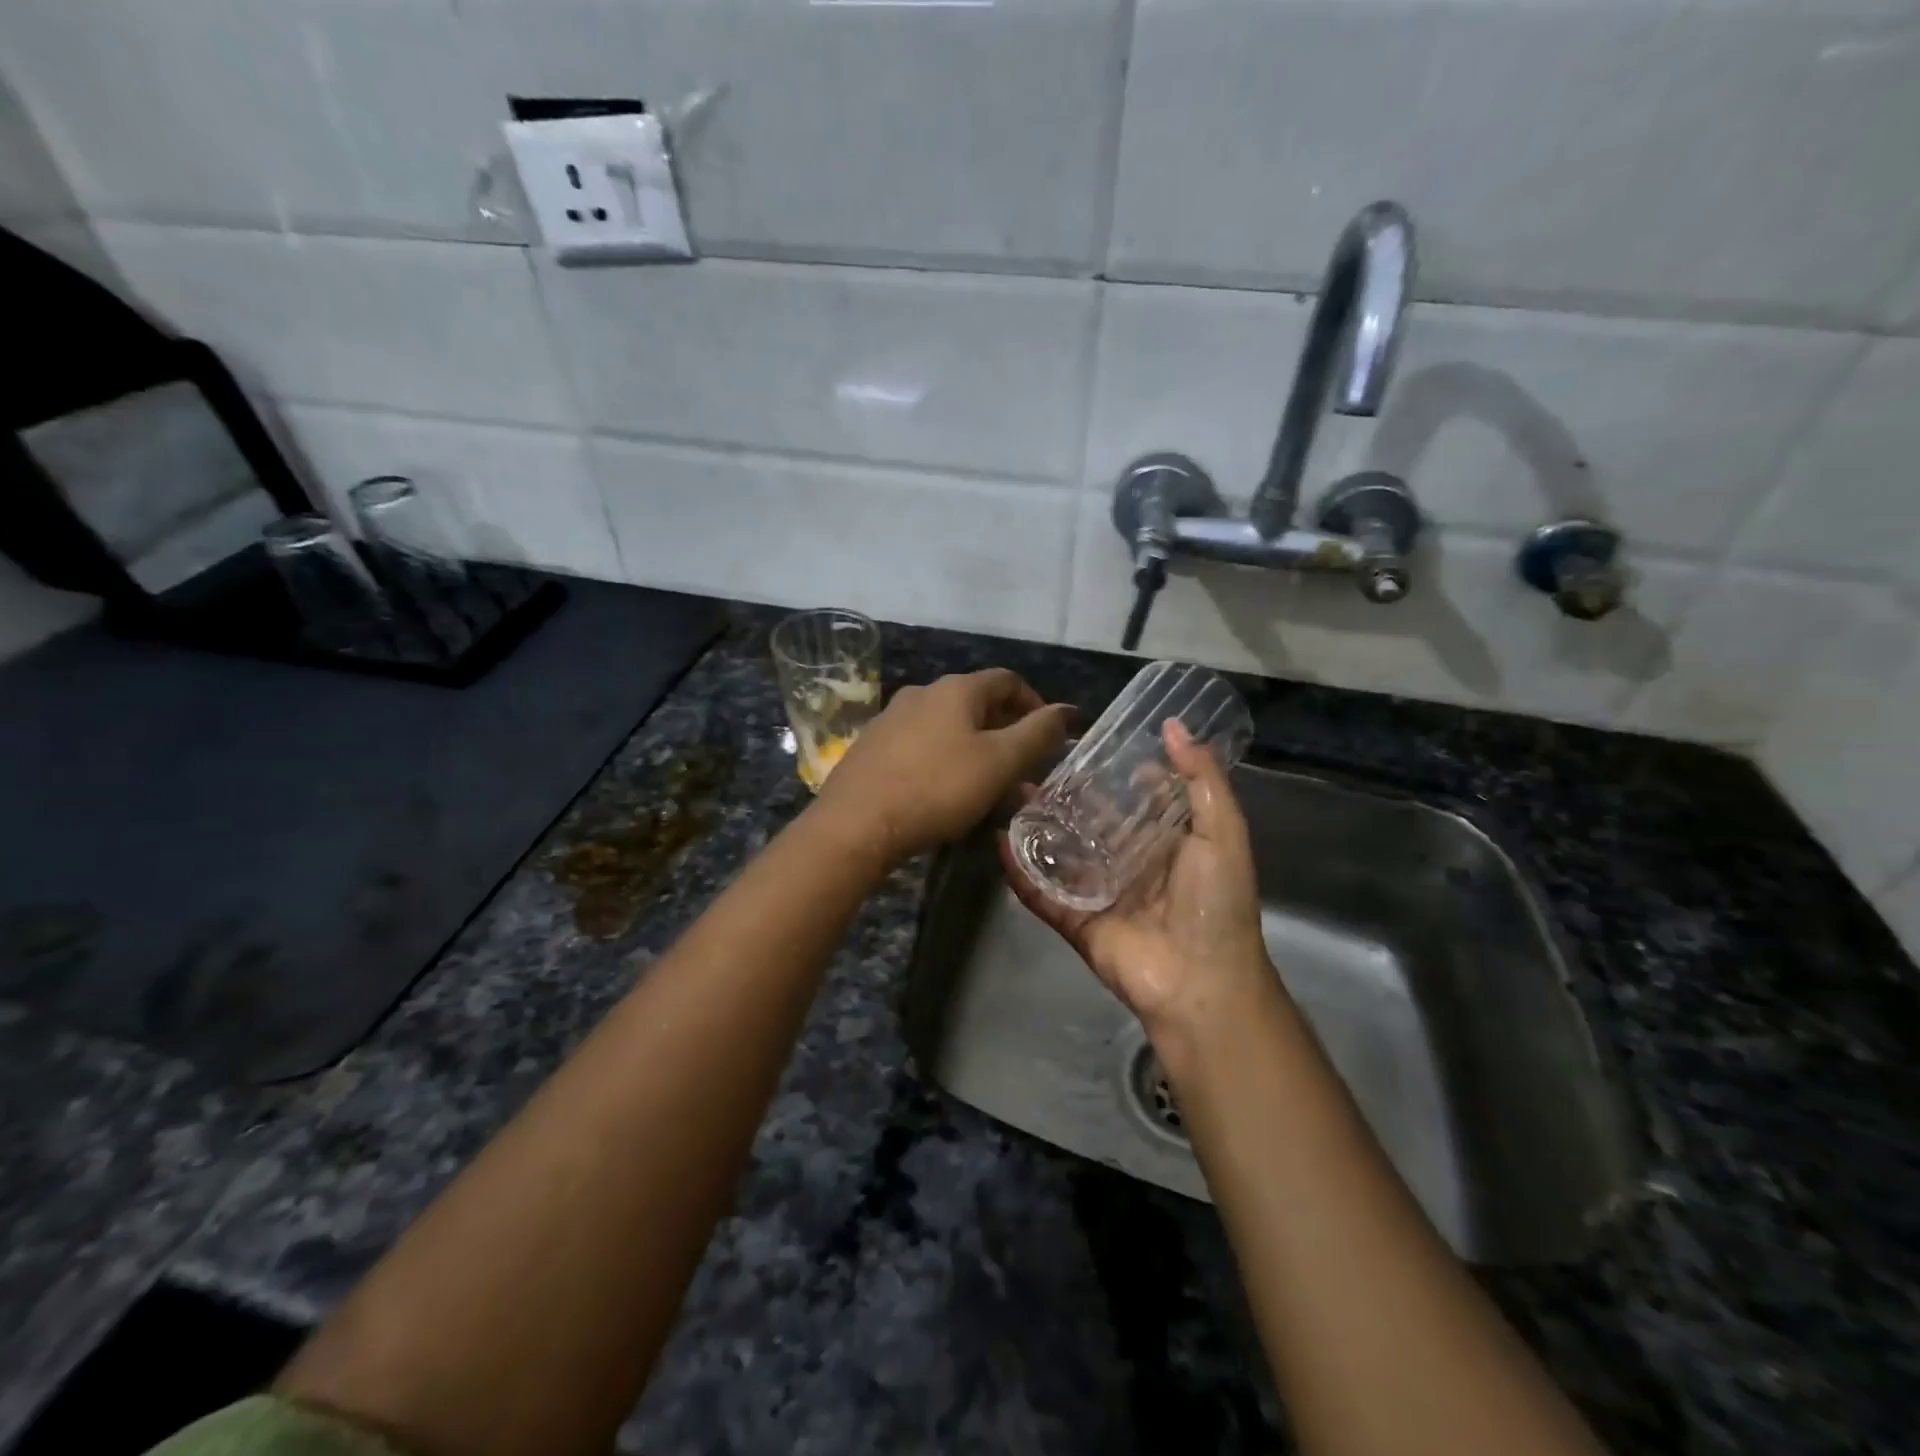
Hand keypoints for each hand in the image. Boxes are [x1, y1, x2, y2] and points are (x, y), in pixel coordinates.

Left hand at [815, 668, 1073, 864]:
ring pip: (948, 728)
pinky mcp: (872, 746)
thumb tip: (1068, 710)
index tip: (1049, 737)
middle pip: (977, 704)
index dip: (1035, 704)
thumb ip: (1038, 734)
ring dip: (975, 750)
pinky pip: (921, 746)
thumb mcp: (999, 763)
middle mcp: (922, 692)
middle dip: (1006, 733)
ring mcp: (892, 718)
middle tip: (1022, 769)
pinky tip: (945, 792)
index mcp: (956, 689)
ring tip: (988, 787)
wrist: (856, 822)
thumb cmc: (937, 788)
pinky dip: (944, 761)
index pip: (1008, 681)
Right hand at [1000, 720, 1280, 1039]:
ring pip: (1062, 855)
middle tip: (1036, 768)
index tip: (1087, 746)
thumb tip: (1173, 726)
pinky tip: (999, 842)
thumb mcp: (1221, 832)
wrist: (1200, 983)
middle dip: (1067, 799)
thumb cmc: (1215, 903)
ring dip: (1038, 828)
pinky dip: (1019, 871)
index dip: (1114, 775)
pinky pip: (1042, 893)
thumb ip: (1200, 779)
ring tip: (1010, 795)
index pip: (1135, 801)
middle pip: (1092, 825)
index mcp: (1167, 844)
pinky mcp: (1075, 921)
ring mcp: (1100, 894)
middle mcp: (1131, 865)